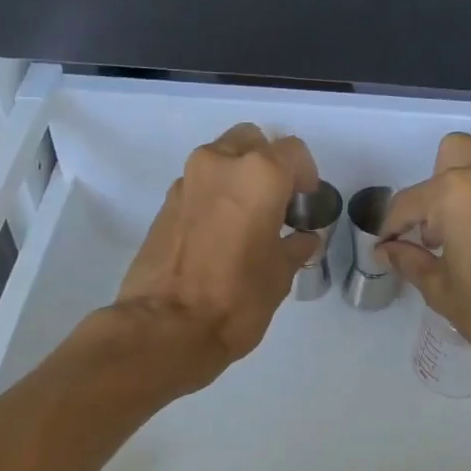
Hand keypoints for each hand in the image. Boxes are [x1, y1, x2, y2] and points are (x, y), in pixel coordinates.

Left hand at [111, 123, 321, 387]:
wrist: (165, 328)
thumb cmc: (236, 299)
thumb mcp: (279, 275)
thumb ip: (293, 247)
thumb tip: (303, 239)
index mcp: (259, 174)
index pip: (293, 152)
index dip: (306, 175)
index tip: (306, 202)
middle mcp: (220, 164)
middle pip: (251, 142)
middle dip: (268, 163)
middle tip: (277, 201)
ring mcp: (187, 181)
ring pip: (221, 158)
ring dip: (237, 177)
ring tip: (247, 218)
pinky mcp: (164, 203)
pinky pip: (199, 184)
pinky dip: (214, 195)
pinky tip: (220, 232)